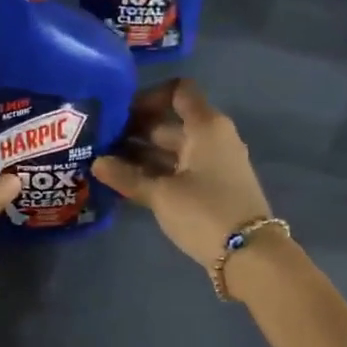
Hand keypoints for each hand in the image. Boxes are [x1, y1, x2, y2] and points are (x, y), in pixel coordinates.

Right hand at [93, 80, 272, 268]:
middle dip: (135, 130)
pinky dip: (155, 173)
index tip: (119, 113)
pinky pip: (178, 170)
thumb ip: (127, 176)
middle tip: (99, 142)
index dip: (148, 97)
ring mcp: (213, 164)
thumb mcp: (161, 194)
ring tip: (105, 164)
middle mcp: (212, 138)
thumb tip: (96, 163)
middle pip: (170, 123)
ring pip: (172, 150)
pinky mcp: (212, 188)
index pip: (178, 91)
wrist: (249, 255)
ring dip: (141, 155)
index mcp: (206, 126)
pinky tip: (127, 183)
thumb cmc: (205, 212)